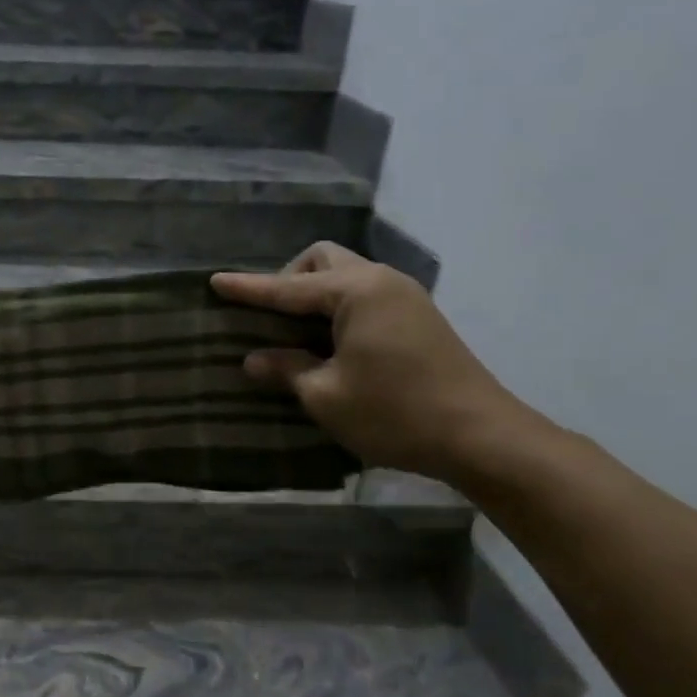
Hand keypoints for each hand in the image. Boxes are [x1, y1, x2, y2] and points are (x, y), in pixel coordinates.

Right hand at [212, 243, 528, 483]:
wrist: (482, 436)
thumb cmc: (395, 412)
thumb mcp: (326, 395)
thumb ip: (286, 369)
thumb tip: (254, 359)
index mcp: (356, 292)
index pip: (287, 287)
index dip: (248, 288)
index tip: (214, 281)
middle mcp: (381, 281)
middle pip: (322, 260)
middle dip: (289, 279)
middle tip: (271, 316)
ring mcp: (405, 297)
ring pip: (347, 275)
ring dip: (315, 293)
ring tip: (297, 332)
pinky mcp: (419, 317)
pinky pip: (365, 294)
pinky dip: (339, 307)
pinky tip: (331, 342)